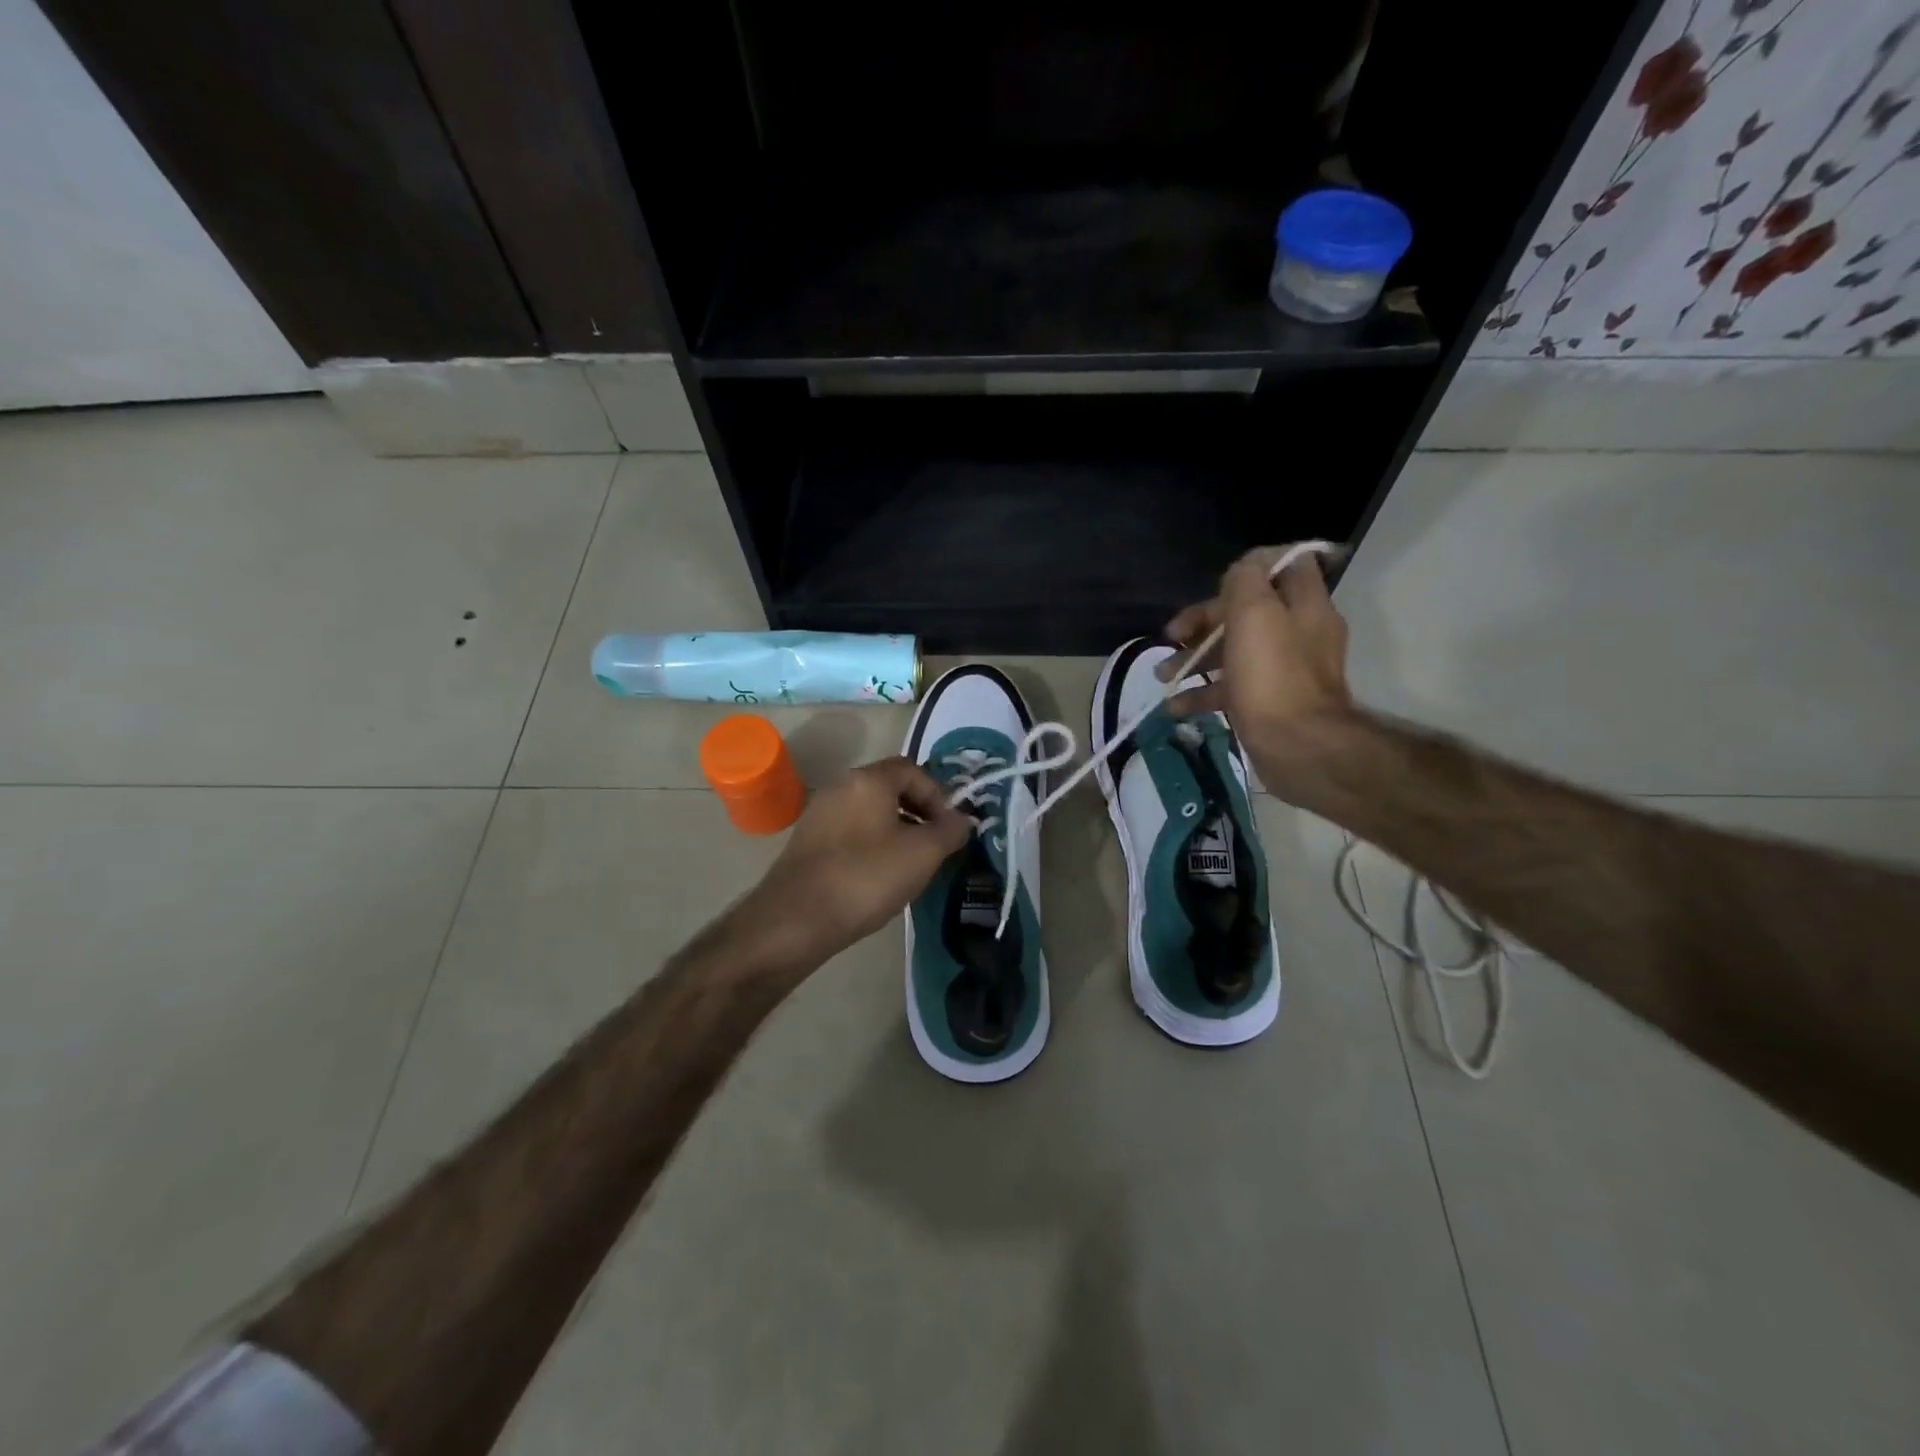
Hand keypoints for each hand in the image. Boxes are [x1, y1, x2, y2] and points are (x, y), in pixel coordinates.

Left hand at [743, 756, 972, 966]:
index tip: (949, 826)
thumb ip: (949, 831)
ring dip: (895, 830)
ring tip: (910, 864)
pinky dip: (870, 845)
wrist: (796, 919)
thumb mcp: (922, 854)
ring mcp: (819, 814)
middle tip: (934, 844)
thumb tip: (962, 819)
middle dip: (918, 811)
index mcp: (868, 780)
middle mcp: (840, 787)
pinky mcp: (807, 842)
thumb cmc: (867, 877)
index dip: (937, 793)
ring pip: (868, 812)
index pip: (911, 768)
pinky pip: (849, 832)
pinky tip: (878, 877)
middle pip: (888, 788)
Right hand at [1160, 547, 1355, 800]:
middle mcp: (1299, 634)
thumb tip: (1242, 568)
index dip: (1253, 566)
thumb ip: (1246, 581)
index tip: (1217, 581)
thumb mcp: (1255, 614)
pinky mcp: (1268, 704)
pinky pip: (1232, 690)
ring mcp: (1283, 672)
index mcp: (1304, 606)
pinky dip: (1204, 694)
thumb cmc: (1274, 676)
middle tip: (1173, 636)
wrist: (1299, 748)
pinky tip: (1177, 706)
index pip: (1289, 566)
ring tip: (1164, 674)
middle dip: (1205, 621)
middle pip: (1248, 612)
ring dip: (1196, 658)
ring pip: (1235, 652)